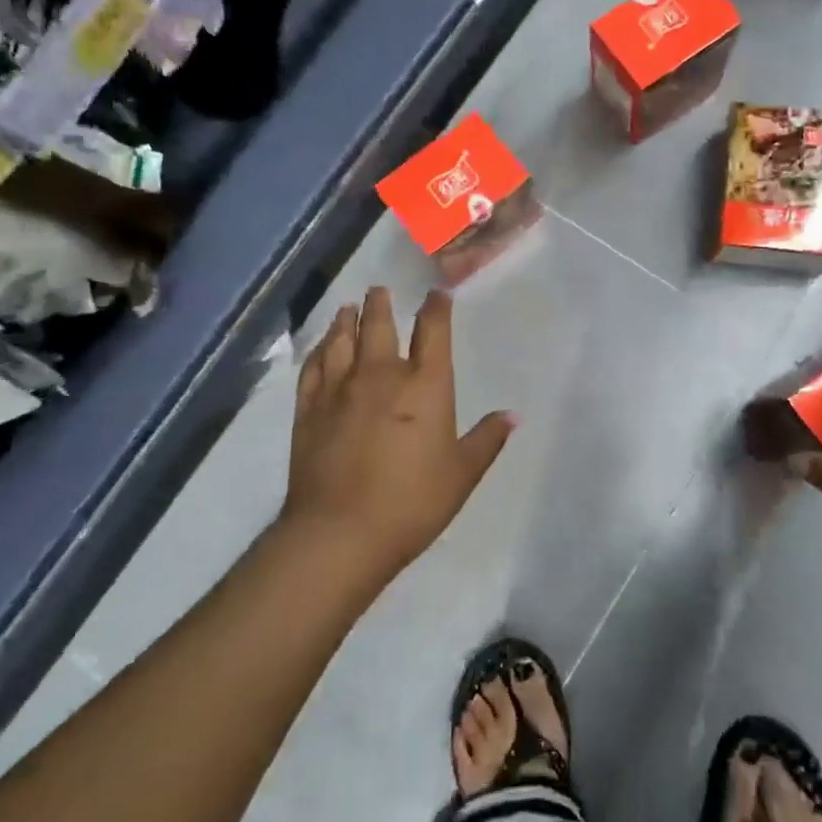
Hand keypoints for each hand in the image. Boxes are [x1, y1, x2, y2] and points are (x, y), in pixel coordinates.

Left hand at [284, 287, 515, 584]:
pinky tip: (320, 347)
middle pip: (379, 326)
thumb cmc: (412, 502)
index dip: (436, 308)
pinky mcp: (309, 409)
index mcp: (425, 385)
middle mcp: (381, 375)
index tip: (436, 294)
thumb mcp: (462, 474)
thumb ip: (487, 440)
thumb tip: (512, 415)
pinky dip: (318, 351)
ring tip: (347, 308)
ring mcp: (340, 389)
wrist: (340, 532)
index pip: (432, 332)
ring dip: (345, 320)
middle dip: (381, 304)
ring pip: (342, 340)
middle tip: (378, 289)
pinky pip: (313, 367)